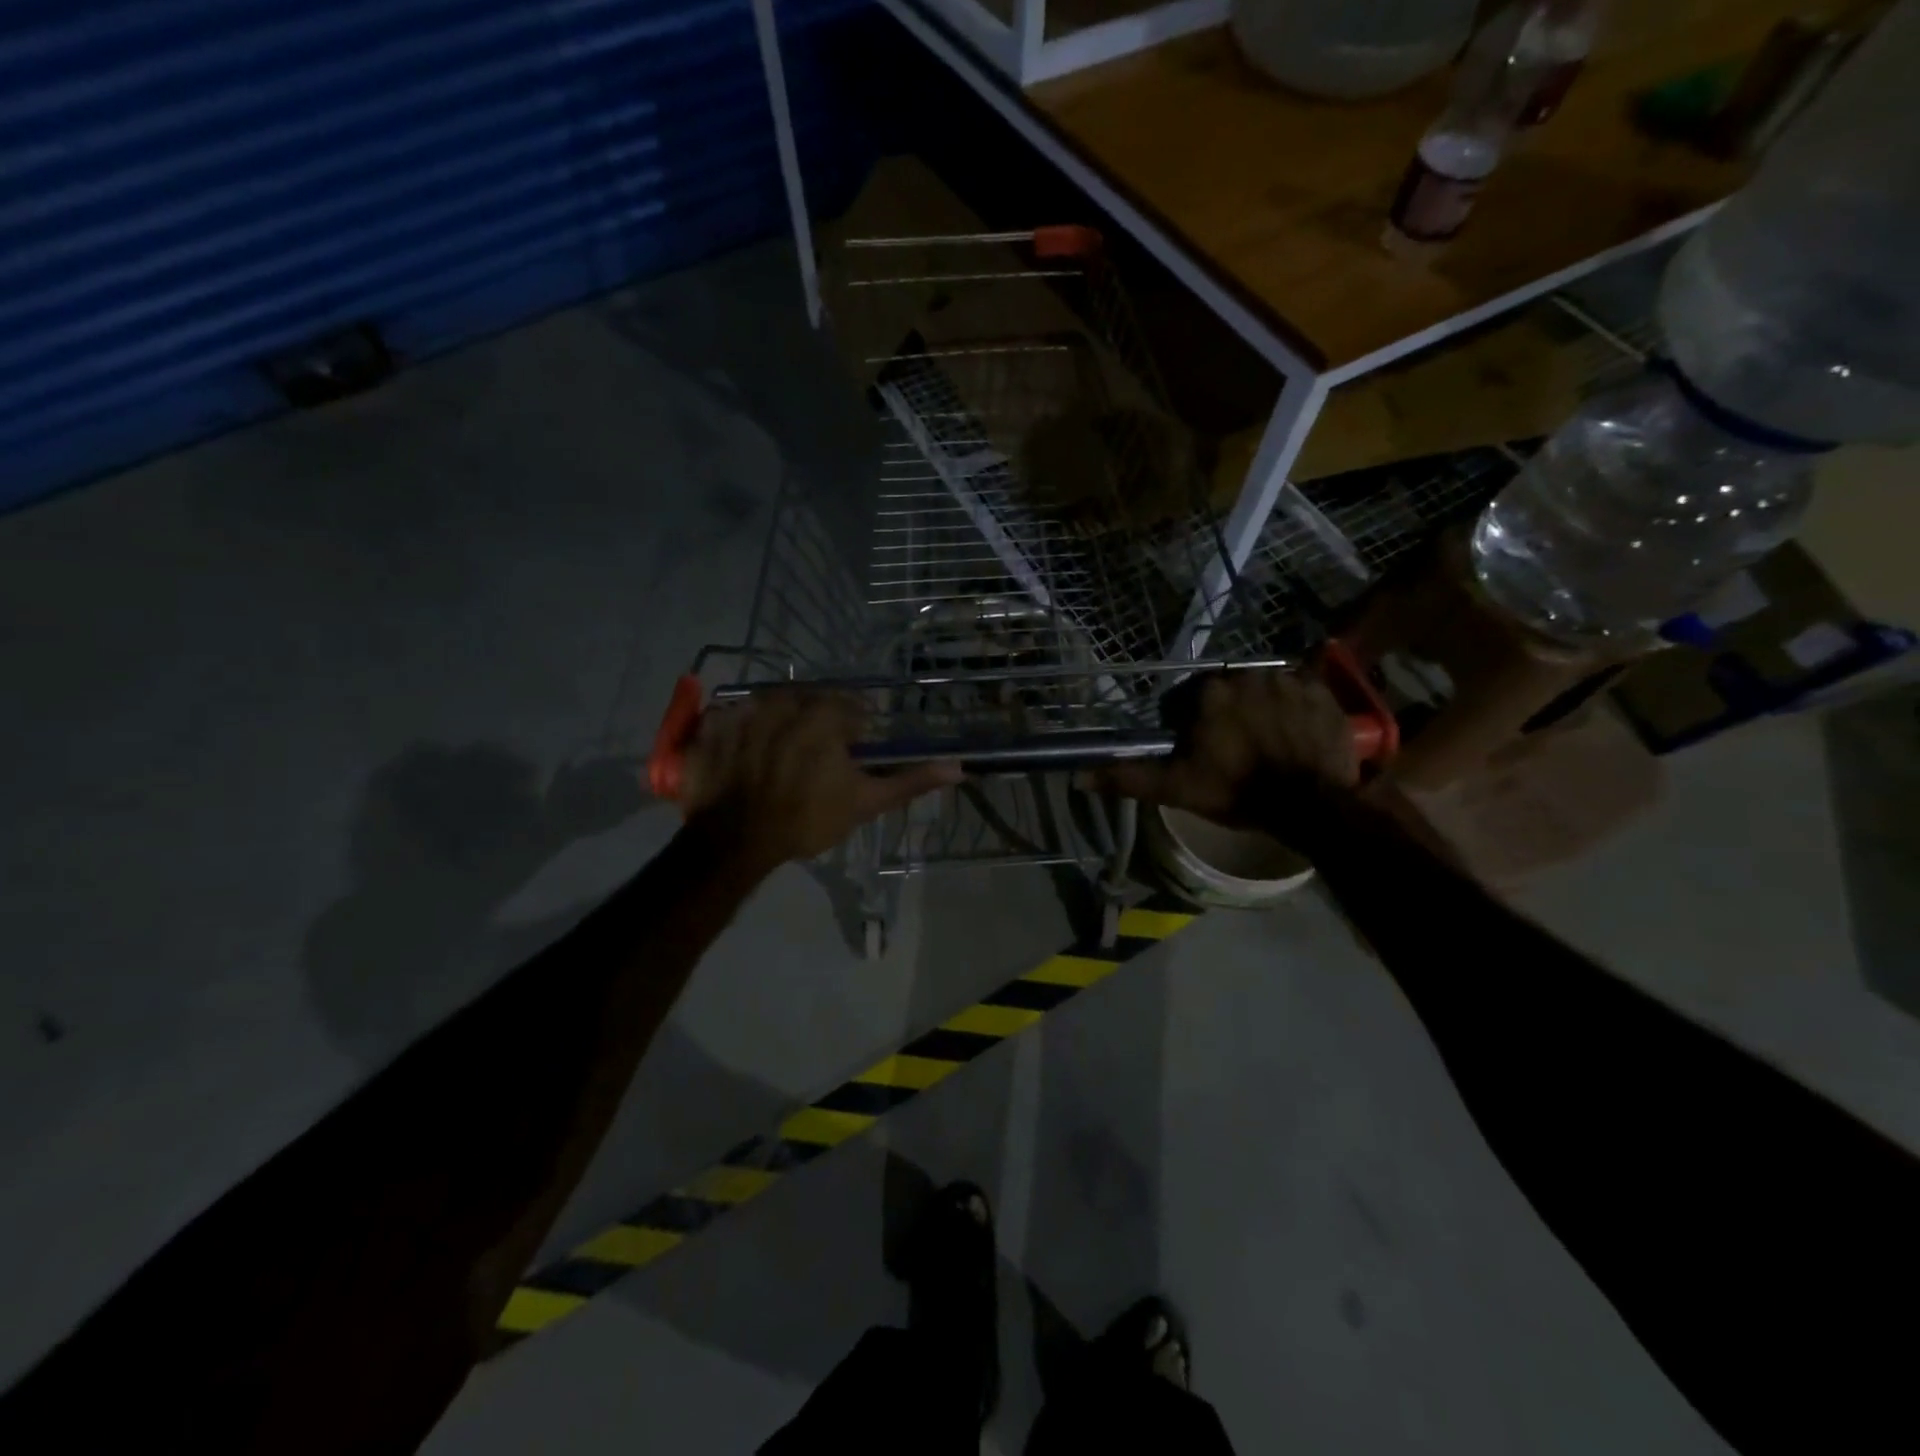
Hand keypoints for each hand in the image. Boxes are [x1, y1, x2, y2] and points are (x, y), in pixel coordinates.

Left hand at [679, 689, 961, 869]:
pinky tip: (744, 757)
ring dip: (779, 724)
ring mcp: (744, 709)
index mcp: (824, 714)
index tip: (847, 757)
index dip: (853, 735)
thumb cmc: (806, 819)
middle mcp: (785, 700)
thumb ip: (910, 781)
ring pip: (772, 705)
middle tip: (813, 760)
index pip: (850, 709)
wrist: (736, 842)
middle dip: (816, 724)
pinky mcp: (711, 724)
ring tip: (777, 759)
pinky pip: (732, 716)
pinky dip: (739, 730)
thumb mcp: (865, 803)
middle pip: (810, 702)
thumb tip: (959, 767)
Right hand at [1095, 668, 1357, 824]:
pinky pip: (1301, 690)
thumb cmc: (1237, 792)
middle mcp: (1247, 673)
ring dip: (1261, 707)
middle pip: (1228, 690)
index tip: (1200, 751)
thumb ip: (1128, 777)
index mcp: (1209, 691)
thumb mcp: (1176, 788)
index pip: (1189, 698)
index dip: (1190, 725)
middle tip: (1235, 749)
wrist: (1310, 806)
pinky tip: (1295, 731)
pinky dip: (1296, 705)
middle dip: (1227, 713)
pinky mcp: (1322, 691)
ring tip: (1267, 742)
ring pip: (1263, 688)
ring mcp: (1288, 680)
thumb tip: (1078, 777)